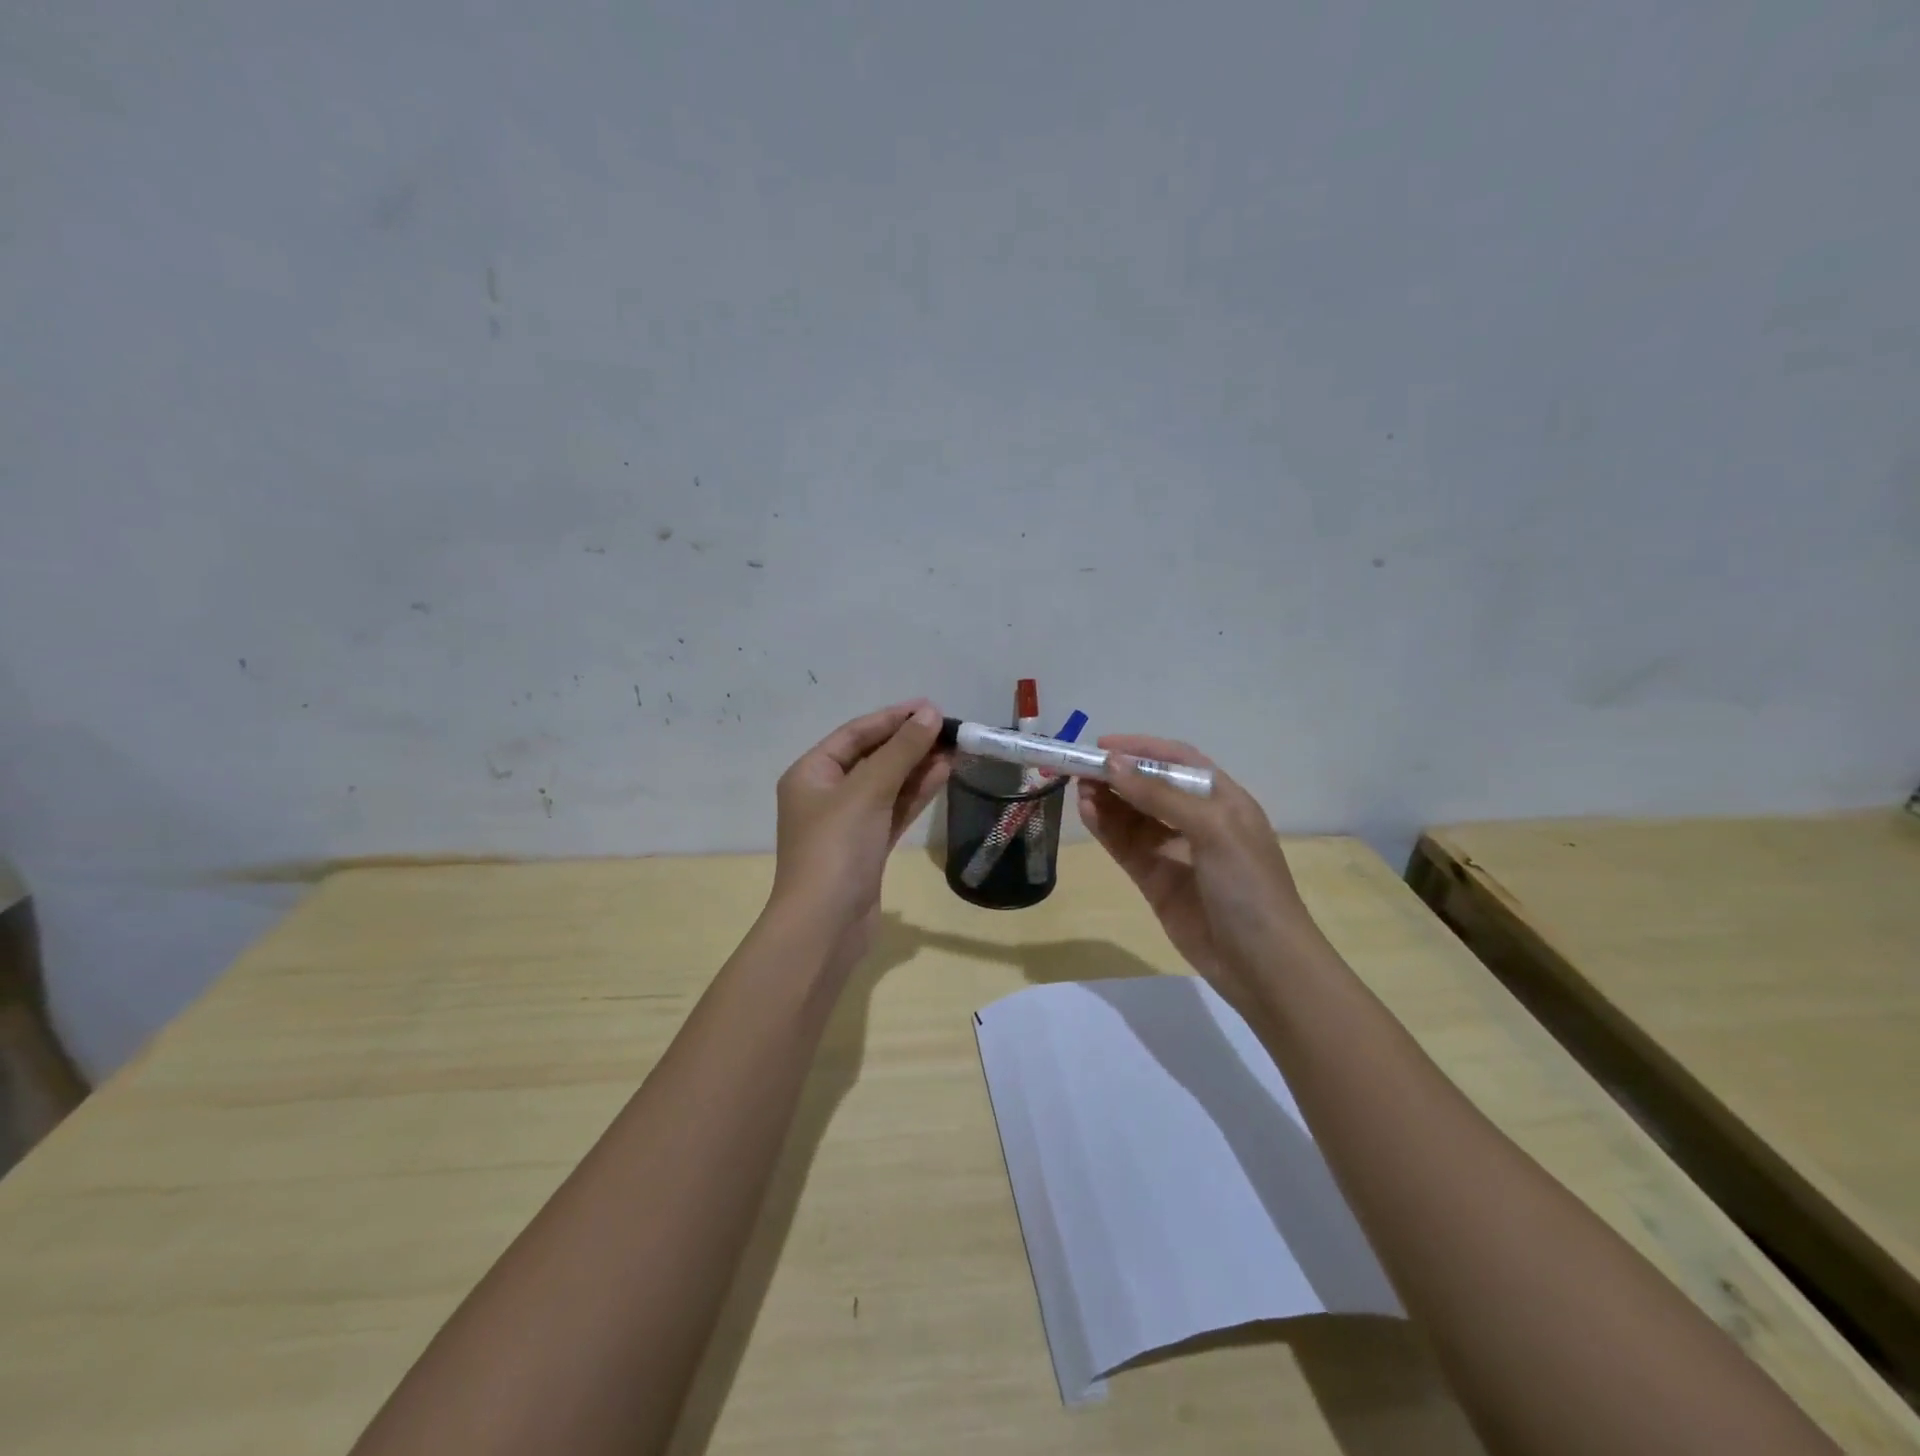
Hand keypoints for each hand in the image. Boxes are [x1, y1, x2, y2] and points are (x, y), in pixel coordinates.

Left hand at [769, 701, 950, 965]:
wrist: (825, 926)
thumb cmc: (837, 848)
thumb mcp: (868, 791)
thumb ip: (901, 751)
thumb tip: (930, 714)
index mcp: (811, 773)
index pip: (855, 734)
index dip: (893, 718)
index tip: (931, 707)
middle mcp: (826, 793)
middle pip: (873, 757)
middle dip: (910, 742)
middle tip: (950, 729)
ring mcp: (848, 822)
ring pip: (888, 784)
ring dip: (918, 767)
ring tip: (955, 749)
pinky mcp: (868, 846)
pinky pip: (895, 809)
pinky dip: (917, 793)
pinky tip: (945, 775)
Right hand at [1077, 736, 1315, 1012]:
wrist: (1262, 964)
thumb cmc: (1249, 885)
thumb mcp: (1213, 829)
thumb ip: (1161, 796)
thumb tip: (1113, 765)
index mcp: (1222, 799)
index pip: (1177, 761)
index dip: (1141, 749)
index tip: (1102, 745)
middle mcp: (1197, 820)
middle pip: (1150, 786)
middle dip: (1117, 775)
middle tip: (1080, 768)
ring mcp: (1174, 851)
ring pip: (1132, 816)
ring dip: (1107, 800)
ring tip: (1079, 790)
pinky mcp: (1155, 880)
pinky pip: (1126, 845)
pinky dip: (1106, 828)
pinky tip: (1087, 814)